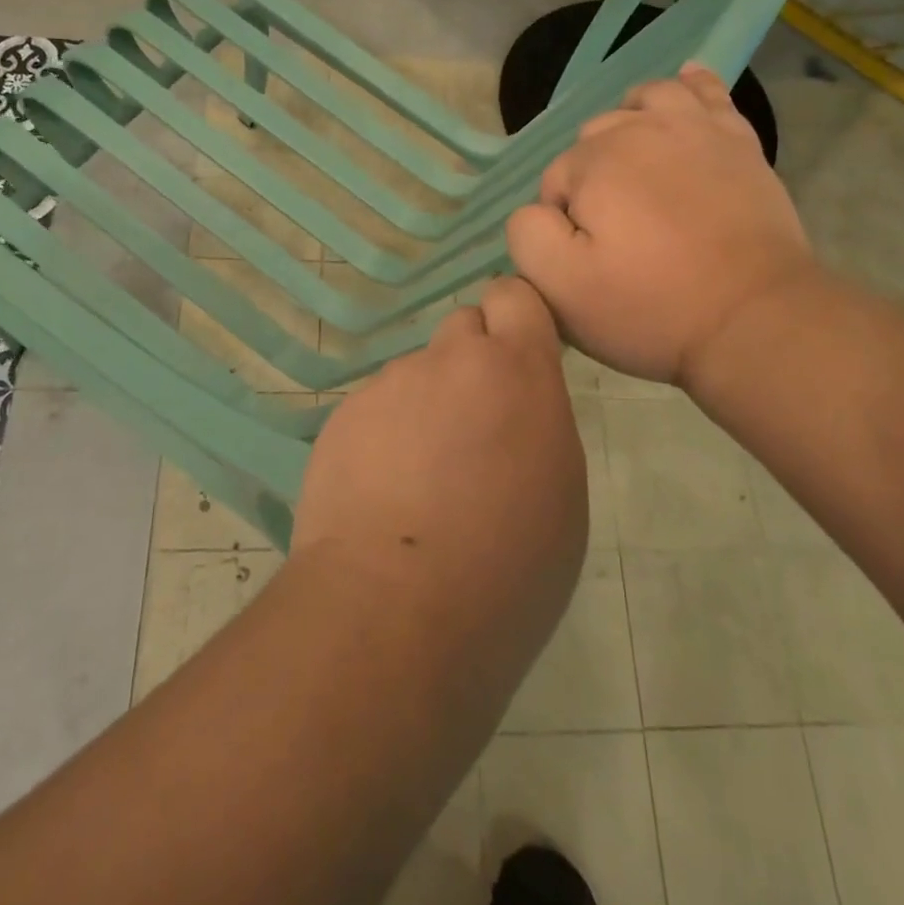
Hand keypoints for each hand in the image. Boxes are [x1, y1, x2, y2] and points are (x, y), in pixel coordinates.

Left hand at [293, 277, 587, 642]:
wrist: (394, 608)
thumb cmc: (508, 566)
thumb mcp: (561, 492)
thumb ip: (538, 423)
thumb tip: (510, 411)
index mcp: (517, 370)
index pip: (513, 295)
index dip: (514, 320)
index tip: (516, 358)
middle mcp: (449, 360)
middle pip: (462, 328)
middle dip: (471, 362)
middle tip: (471, 428)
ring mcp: (389, 385)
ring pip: (416, 375)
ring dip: (424, 406)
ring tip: (419, 481)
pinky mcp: (343, 416)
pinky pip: (375, 410)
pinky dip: (383, 437)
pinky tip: (380, 495)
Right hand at [507, 63, 816, 386]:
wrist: (754, 317)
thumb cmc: (651, 307)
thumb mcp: (561, 288)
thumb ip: (527, 234)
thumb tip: (539, 209)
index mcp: (594, 163)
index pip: (554, 182)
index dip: (562, 223)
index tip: (590, 260)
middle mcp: (640, 129)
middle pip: (594, 138)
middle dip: (593, 177)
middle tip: (617, 233)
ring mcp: (695, 129)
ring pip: (644, 101)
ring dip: (629, 124)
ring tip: (635, 164)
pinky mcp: (738, 141)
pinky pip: (708, 93)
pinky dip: (690, 85)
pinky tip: (683, 85)